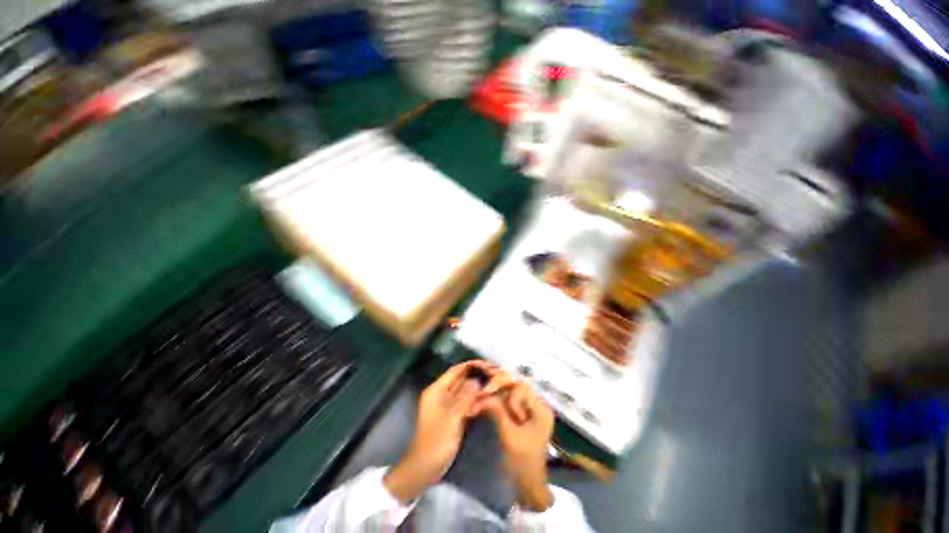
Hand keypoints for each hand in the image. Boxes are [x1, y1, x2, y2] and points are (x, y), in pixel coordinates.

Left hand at [384, 360, 494, 503]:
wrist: (425, 468)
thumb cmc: (436, 441)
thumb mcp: (452, 417)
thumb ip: (466, 397)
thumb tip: (479, 380)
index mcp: (437, 390)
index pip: (456, 370)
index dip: (472, 365)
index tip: (488, 364)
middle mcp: (442, 394)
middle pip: (461, 378)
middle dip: (477, 375)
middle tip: (495, 373)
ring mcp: (448, 405)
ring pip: (465, 390)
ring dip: (478, 386)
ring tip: (495, 382)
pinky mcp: (454, 415)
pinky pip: (466, 401)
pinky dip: (476, 398)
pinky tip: (488, 396)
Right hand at [474, 376, 555, 511]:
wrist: (528, 487)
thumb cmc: (522, 463)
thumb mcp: (509, 435)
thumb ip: (497, 411)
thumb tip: (482, 394)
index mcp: (541, 409)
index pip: (521, 387)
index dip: (505, 392)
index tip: (492, 403)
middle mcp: (538, 405)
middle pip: (515, 387)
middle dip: (497, 391)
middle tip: (480, 397)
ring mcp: (531, 410)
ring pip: (510, 393)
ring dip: (495, 397)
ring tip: (480, 403)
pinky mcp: (523, 416)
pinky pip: (509, 402)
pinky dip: (497, 403)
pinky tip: (485, 406)